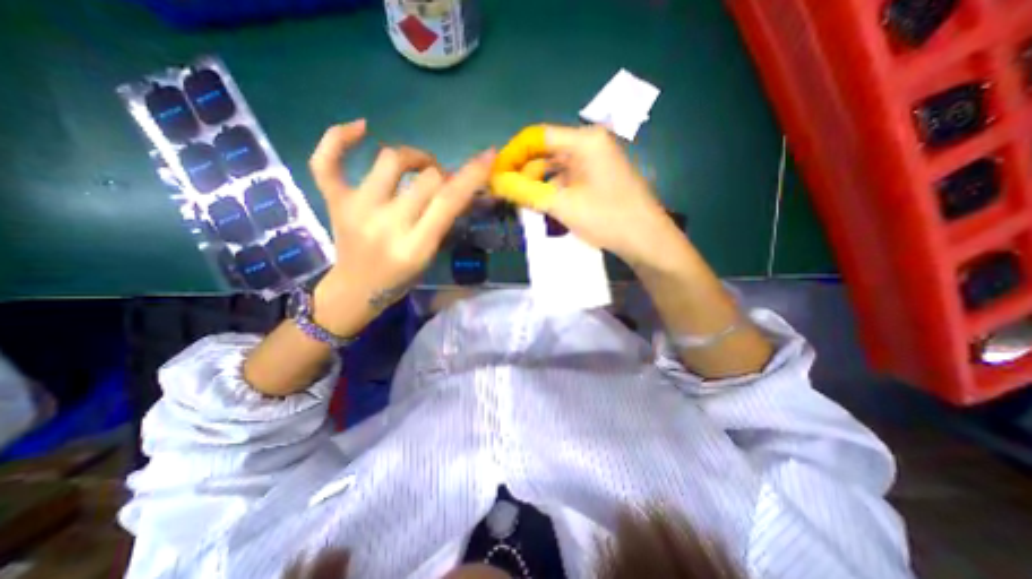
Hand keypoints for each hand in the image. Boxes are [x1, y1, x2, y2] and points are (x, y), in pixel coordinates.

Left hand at [308, 120, 493, 335]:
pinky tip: (361, 128)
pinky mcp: (334, 201)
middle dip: (443, 175)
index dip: (471, 175)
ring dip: (413, 157)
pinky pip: (326, 160)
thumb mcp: (429, 255)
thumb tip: (460, 186)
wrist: (355, 289)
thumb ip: (443, 221)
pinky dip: (339, 138)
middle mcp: (386, 224)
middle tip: (442, 182)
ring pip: (390, 160)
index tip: (487, 156)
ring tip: (417, 165)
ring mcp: (355, 209)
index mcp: (415, 246)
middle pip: (426, 177)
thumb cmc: (400, 278)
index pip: (448, 201)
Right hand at [489, 125, 682, 268]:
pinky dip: (552, 189)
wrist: (646, 240)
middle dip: (524, 171)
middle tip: (505, 192)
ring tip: (520, 201)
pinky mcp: (598, 178)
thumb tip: (496, 181)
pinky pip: (567, 178)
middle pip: (546, 151)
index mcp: (584, 140)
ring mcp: (596, 161)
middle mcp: (590, 144)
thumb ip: (526, 191)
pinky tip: (541, 204)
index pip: (537, 137)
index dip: (513, 154)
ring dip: (537, 183)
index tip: (495, 173)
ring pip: (556, 167)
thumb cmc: (607, 218)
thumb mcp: (562, 205)